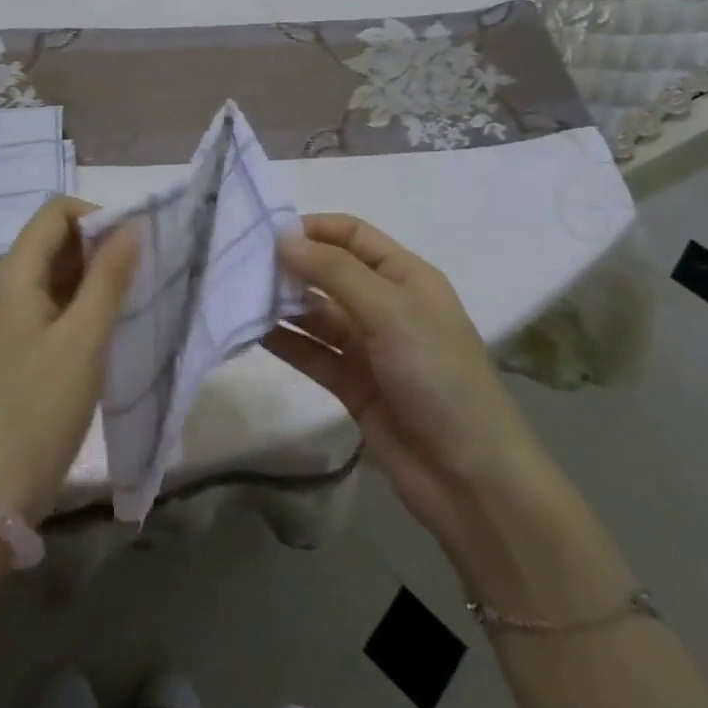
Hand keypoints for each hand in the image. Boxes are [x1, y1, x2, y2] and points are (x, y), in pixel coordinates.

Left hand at [0, 197, 139, 523]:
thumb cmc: (39, 409)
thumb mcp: (84, 340)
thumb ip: (109, 278)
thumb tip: (129, 227)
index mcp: (12, 275)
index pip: (55, 212)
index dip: (97, 218)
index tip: (131, 252)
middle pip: (50, 242)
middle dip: (96, 250)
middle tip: (135, 284)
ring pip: (48, 277)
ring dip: (87, 281)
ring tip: (123, 311)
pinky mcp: (1, 350)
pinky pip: (40, 308)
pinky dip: (71, 308)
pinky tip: (95, 339)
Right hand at [265, 213, 547, 540]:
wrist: (470, 479)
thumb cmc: (438, 376)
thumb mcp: (390, 311)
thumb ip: (334, 272)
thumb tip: (282, 239)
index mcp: (406, 277)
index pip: (353, 235)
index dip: (314, 228)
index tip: (267, 232)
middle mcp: (385, 305)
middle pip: (329, 272)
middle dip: (290, 266)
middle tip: (241, 265)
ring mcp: (368, 347)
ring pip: (315, 313)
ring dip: (282, 304)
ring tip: (237, 296)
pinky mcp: (351, 384)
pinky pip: (311, 352)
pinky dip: (284, 340)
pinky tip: (249, 330)